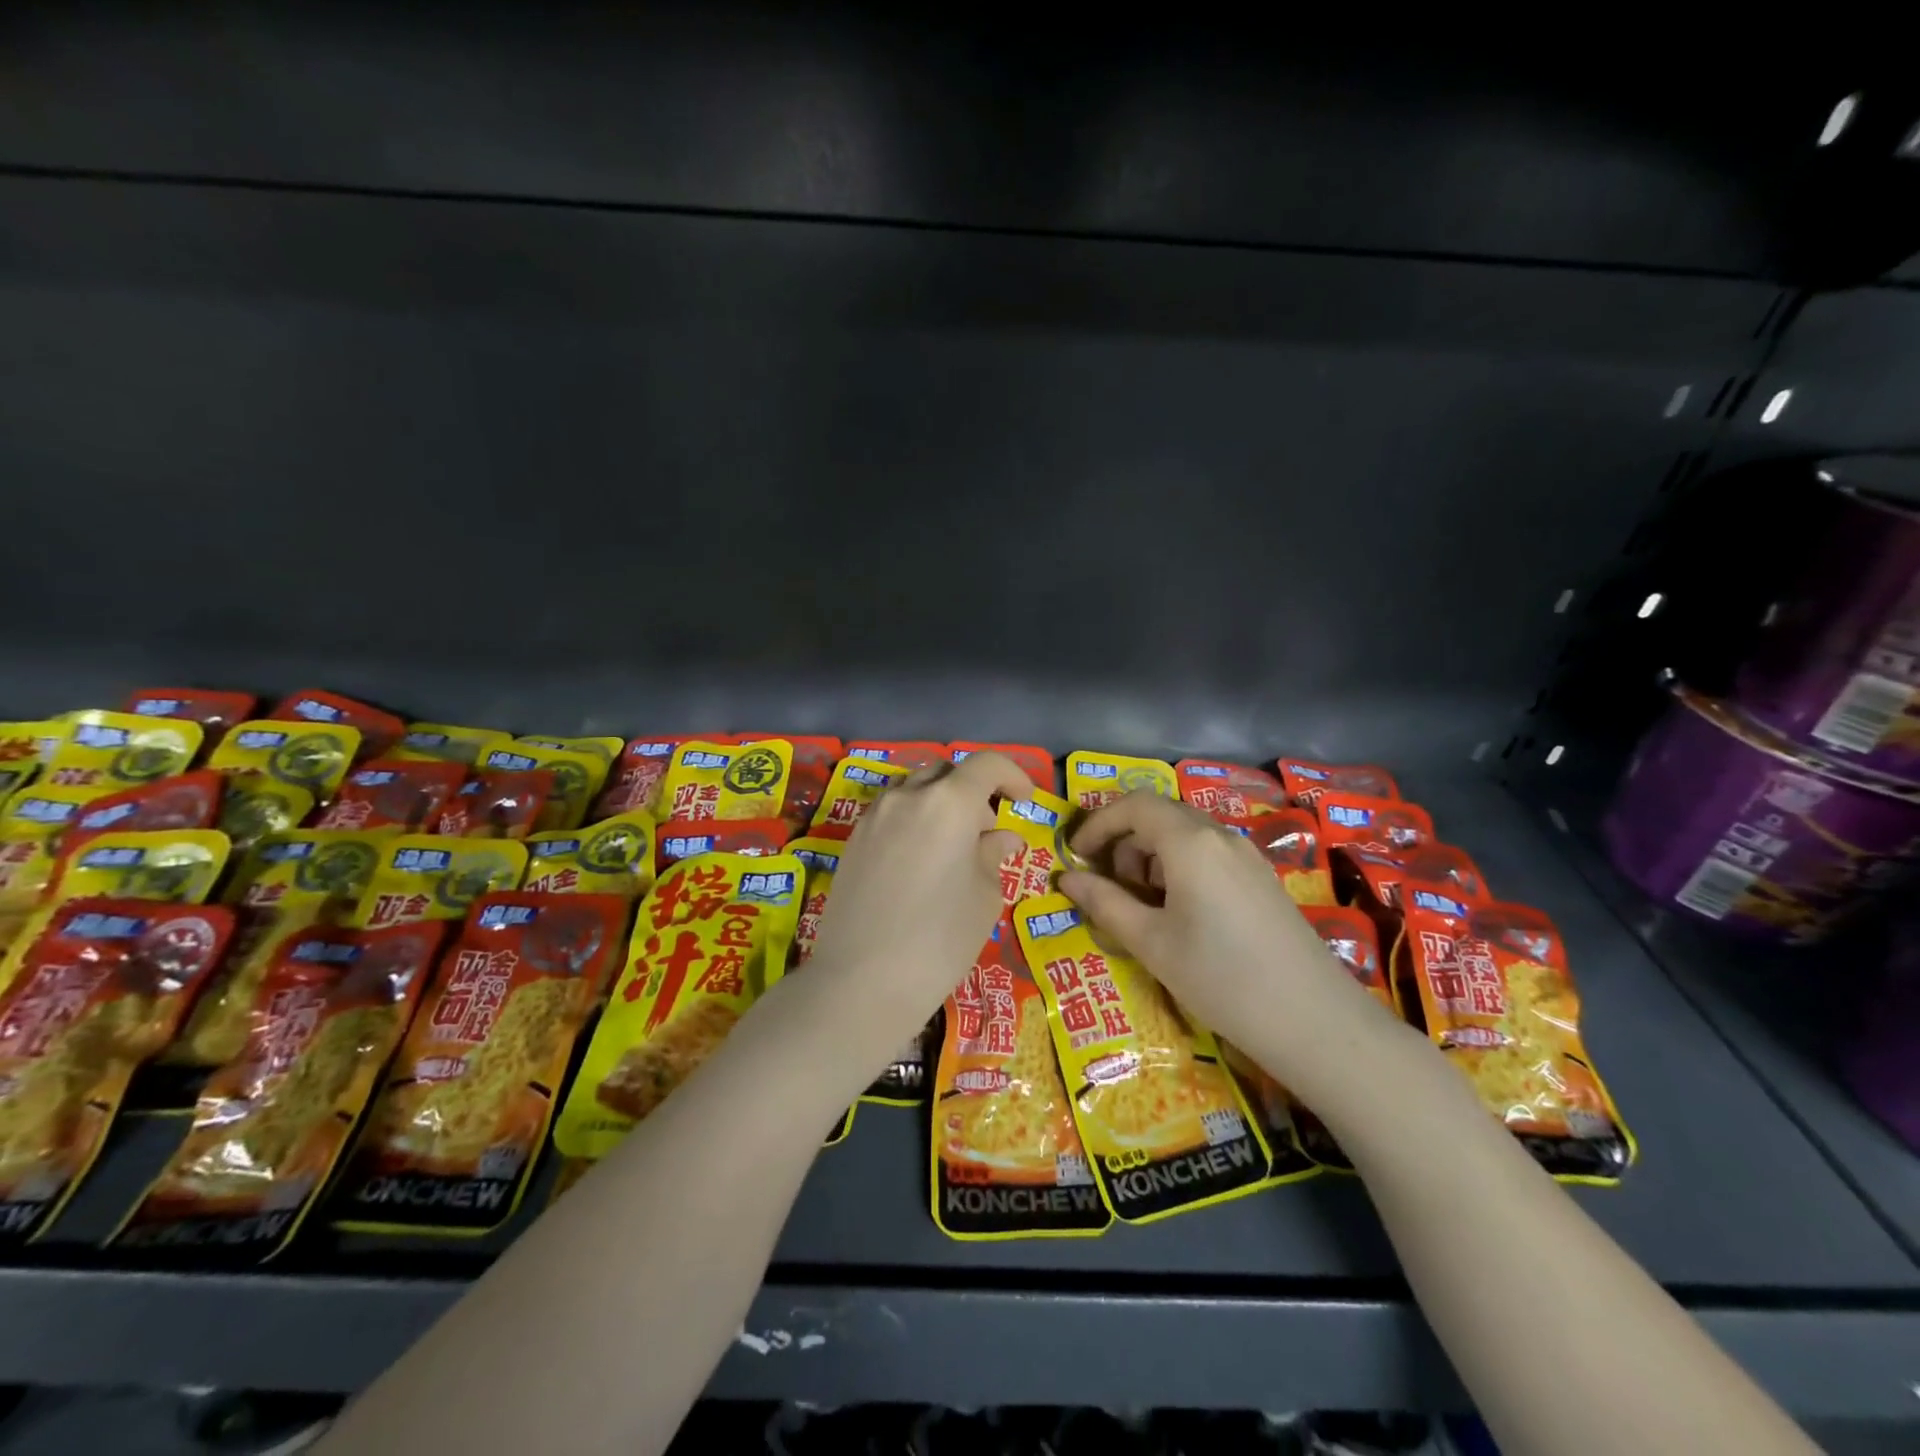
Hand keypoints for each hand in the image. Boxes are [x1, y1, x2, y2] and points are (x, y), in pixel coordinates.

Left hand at [803, 751, 1033, 1037]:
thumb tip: (1001, 837)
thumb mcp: (984, 897)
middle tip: (987, 830)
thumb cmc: (939, 939)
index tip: (1024, 800)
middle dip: (973, 790)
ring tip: (952, 847)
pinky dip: (914, 820)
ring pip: (914, 789)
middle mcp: (907, 796)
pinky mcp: (853, 840)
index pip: (987, 764)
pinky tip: (920, 861)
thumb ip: (993, 855)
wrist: (861, 980)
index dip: (1013, 774)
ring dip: (940, 803)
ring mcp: (874, 816)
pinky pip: (891, 812)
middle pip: (946, 772)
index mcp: (948, 802)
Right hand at [1058, 791, 1396, 1097]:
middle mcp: (1220, 836)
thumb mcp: (1151, 943)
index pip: (1133, 805)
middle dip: (1123, 841)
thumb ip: (1104, 903)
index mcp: (1190, 842)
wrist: (1315, 1021)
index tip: (1075, 855)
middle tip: (1106, 885)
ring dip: (1150, 855)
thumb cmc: (1221, 978)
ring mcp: (1246, 855)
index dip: (1097, 823)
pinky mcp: (1261, 877)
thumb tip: (1065, 878)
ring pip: (1184, 834)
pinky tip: (1179, 913)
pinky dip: (1178, 867)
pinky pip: (1208, 853)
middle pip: (1159, 814)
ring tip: (1141, 906)